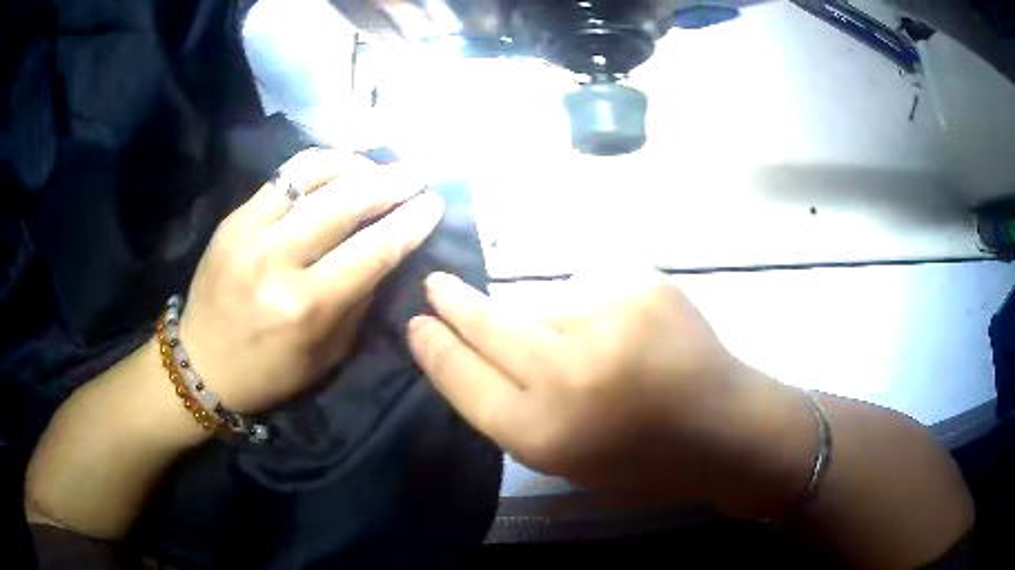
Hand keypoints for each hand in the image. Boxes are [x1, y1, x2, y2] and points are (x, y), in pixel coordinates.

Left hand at [179, 150, 444, 413]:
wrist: (201, 364)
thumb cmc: (269, 373)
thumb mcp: (328, 354)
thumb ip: (359, 300)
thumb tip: (386, 251)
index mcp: (305, 307)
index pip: (373, 252)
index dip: (410, 223)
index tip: (434, 203)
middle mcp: (277, 261)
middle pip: (346, 203)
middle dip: (391, 183)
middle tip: (417, 174)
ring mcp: (250, 232)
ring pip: (313, 175)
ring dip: (355, 165)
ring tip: (378, 167)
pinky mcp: (234, 218)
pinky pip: (284, 176)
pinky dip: (318, 166)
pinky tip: (338, 168)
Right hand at [407, 269, 815, 517]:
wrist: (725, 427)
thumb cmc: (644, 459)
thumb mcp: (567, 458)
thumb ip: (515, 409)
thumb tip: (475, 352)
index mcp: (544, 432)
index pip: (462, 377)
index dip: (435, 348)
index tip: (417, 324)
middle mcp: (567, 373)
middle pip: (488, 324)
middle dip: (455, 303)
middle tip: (436, 284)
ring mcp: (608, 318)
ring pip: (544, 301)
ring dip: (552, 317)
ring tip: (599, 345)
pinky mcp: (641, 283)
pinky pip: (594, 286)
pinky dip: (601, 304)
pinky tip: (633, 331)